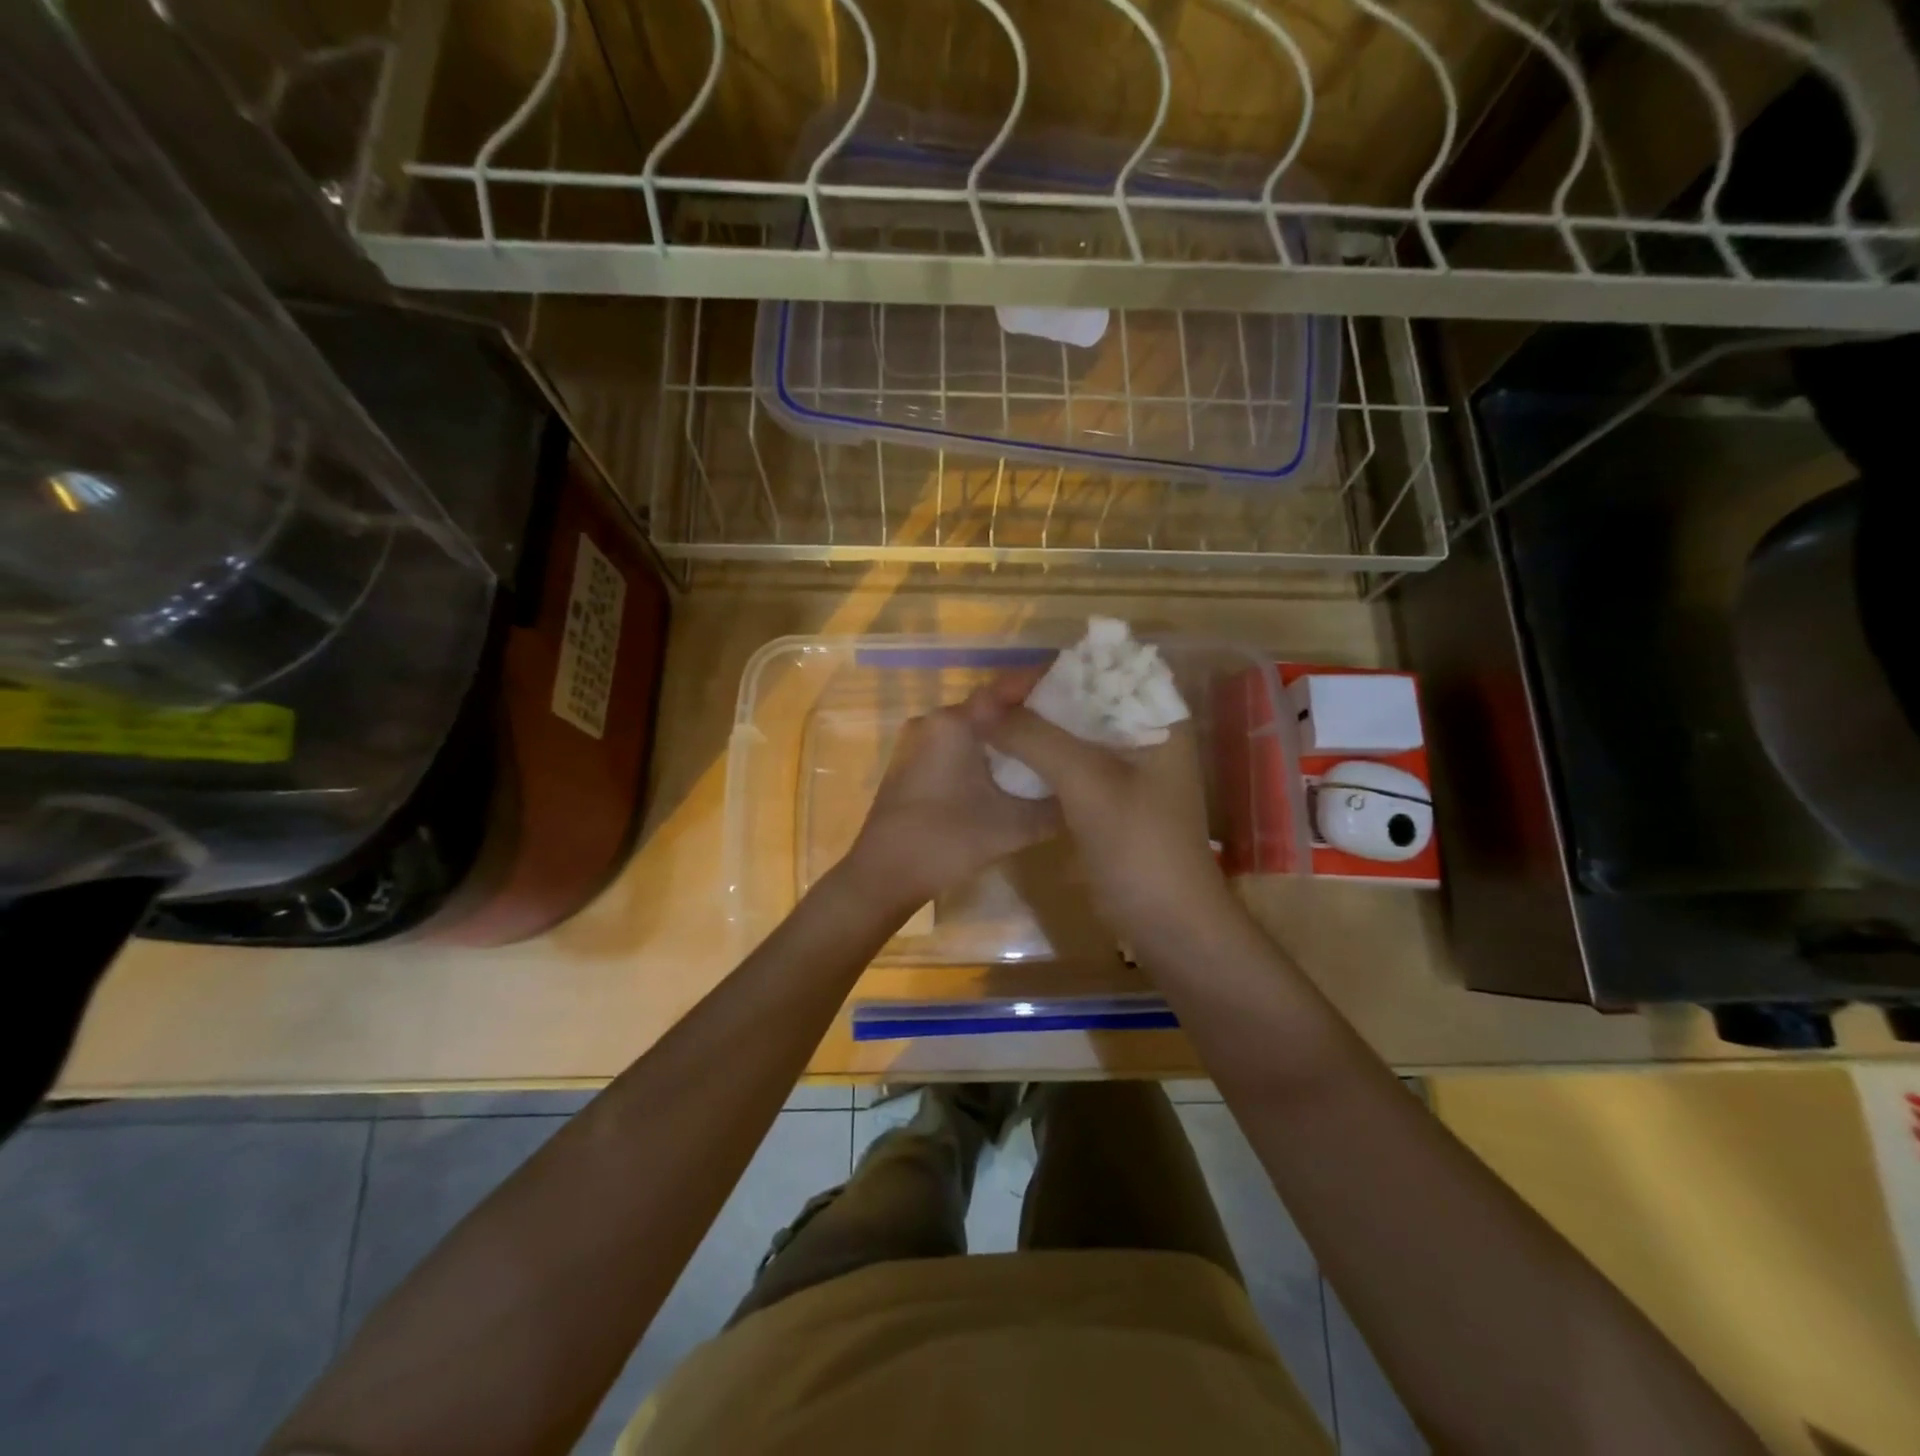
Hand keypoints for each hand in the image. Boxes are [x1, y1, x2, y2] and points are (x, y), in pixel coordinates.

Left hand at [842, 699, 1061, 916]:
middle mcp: (932, 721)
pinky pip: (955, 745)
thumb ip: (1054, 807)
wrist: (882, 876)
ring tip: (1045, 746)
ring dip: (1004, 734)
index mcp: (955, 723)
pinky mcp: (911, 764)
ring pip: (971, 727)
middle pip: (989, 707)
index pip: (1005, 687)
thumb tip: (1083, 793)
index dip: (1041, 684)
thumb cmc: (946, 842)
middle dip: (1028, 712)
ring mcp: (917, 742)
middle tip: (1068, 723)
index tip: (1076, 688)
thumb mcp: (1013, 827)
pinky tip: (1008, 771)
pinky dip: (983, 751)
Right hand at [967, 676, 1239, 959]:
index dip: (1055, 668)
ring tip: (989, 723)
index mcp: (1157, 718)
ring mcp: (1125, 767)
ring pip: (1071, 730)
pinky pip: (1067, 761)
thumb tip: (978, 706)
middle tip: (988, 702)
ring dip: (1034, 727)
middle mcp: (1142, 733)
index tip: (1008, 680)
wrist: (1166, 923)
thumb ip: (1035, 738)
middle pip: (1084, 698)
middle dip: (1037, 698)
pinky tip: (1005, 755)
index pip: (1105, 669)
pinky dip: (1038, 756)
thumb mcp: (1088, 782)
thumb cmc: (1139, 844)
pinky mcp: (1106, 796)